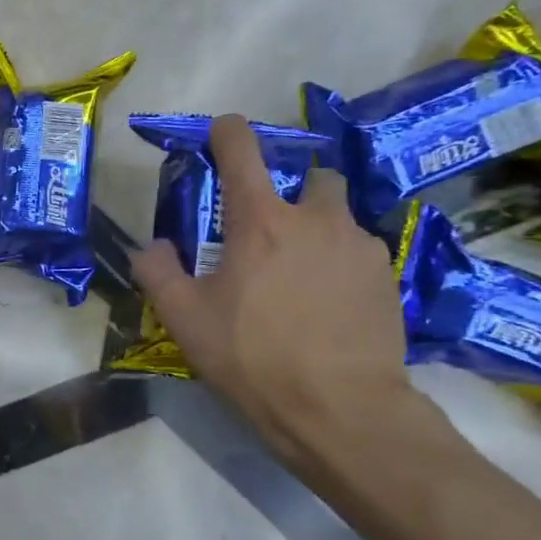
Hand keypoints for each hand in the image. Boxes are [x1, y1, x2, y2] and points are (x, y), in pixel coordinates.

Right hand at [129, 115, 421, 470]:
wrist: (340, 408)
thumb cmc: (251, 356)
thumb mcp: (183, 318)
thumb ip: (157, 271)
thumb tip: (152, 246)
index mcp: (261, 222)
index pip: (244, 153)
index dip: (228, 133)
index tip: (221, 130)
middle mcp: (316, 220)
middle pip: (312, 176)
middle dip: (292, 188)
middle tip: (268, 226)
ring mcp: (361, 248)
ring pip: (338, 217)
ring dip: (316, 229)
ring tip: (297, 273)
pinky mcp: (388, 279)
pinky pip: (358, 252)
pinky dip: (338, 262)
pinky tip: (325, 301)